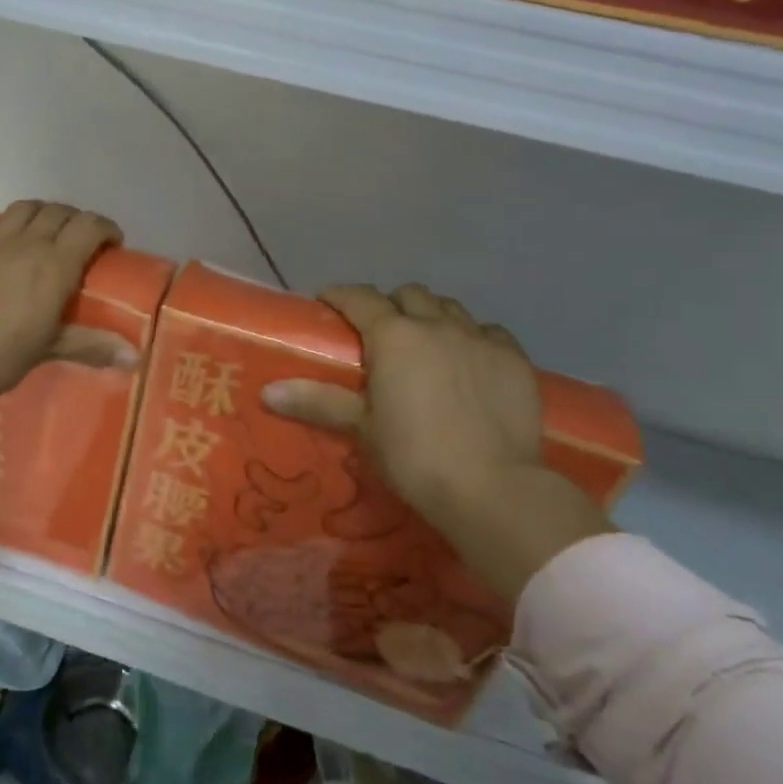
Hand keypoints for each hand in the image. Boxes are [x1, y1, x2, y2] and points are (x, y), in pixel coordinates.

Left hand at [0, 171, 128, 402]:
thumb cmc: (1, 355)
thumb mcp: (51, 349)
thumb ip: (93, 346)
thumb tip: (136, 358)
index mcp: (55, 265)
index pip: (89, 228)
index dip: (106, 228)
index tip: (114, 243)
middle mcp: (27, 244)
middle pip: (59, 214)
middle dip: (77, 220)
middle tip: (84, 240)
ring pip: (23, 209)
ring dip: (42, 209)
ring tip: (50, 221)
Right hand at [262, 284, 611, 603]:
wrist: (493, 488)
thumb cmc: (414, 456)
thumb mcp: (362, 427)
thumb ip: (317, 401)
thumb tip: (267, 391)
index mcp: (394, 336)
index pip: (360, 298)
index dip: (340, 296)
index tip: (327, 303)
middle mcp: (436, 326)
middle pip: (409, 295)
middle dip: (390, 304)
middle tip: (378, 332)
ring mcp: (480, 339)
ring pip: (451, 308)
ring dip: (431, 315)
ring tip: (424, 343)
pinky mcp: (515, 360)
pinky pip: (488, 332)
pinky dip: (472, 337)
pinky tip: (468, 360)